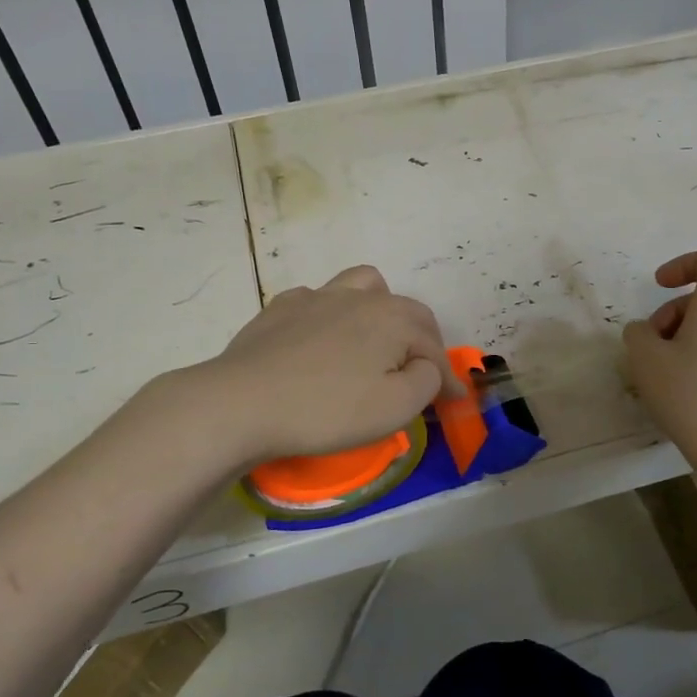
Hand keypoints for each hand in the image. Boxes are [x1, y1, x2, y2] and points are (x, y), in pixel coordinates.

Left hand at [188, 265, 461, 466]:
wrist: (242, 403)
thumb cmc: (326, 410)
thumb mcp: (395, 408)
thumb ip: (426, 381)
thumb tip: (426, 366)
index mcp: (393, 319)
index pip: (433, 348)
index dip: (448, 378)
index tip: (454, 402)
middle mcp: (360, 297)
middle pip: (406, 311)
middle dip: (423, 342)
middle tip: (423, 374)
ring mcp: (317, 297)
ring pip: (364, 286)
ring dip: (381, 310)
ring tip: (377, 339)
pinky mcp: (281, 309)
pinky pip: (319, 300)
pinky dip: (333, 315)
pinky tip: (323, 339)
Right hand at [623, 249, 696, 460]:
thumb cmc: (689, 391)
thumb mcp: (645, 358)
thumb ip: (637, 333)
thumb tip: (644, 331)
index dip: (683, 264)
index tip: (658, 286)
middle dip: (671, 312)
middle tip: (649, 344)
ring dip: (681, 336)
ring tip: (659, 370)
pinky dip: (696, 356)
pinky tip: (679, 389)